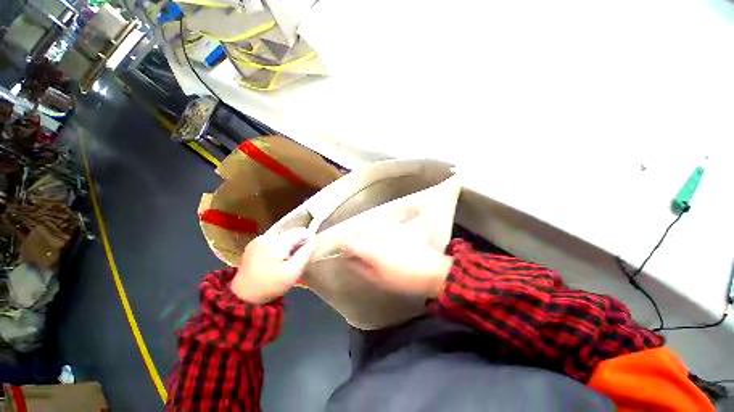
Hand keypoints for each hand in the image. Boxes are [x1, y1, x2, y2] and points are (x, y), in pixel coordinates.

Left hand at [230, 227, 315, 303]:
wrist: (243, 297)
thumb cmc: (270, 285)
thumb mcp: (292, 273)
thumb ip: (305, 255)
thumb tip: (313, 241)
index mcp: (276, 243)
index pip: (300, 232)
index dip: (308, 241)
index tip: (307, 254)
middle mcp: (267, 237)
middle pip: (291, 233)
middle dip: (298, 244)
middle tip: (296, 260)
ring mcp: (258, 240)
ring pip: (283, 236)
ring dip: (289, 246)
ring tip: (286, 261)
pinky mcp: (253, 244)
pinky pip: (273, 240)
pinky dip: (279, 247)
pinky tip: (276, 260)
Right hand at [342, 224, 452, 297]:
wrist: (430, 270)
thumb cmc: (402, 279)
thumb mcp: (377, 279)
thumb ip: (359, 267)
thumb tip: (347, 260)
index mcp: (369, 249)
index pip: (348, 242)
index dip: (343, 247)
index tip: (345, 253)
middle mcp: (376, 235)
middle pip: (357, 230)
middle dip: (353, 239)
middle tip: (357, 250)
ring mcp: (387, 228)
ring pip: (368, 225)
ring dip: (364, 233)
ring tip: (368, 245)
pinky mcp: (397, 227)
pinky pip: (380, 225)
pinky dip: (376, 230)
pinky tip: (381, 239)